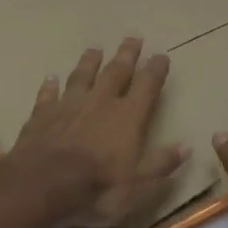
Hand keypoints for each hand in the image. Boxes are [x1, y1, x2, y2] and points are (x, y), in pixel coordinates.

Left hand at [10, 37, 187, 227]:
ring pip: (81, 77)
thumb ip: (161, 164)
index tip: (161, 55)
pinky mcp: (41, 117)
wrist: (41, 187)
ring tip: (94, 49)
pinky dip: (50, 86)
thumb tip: (186, 147)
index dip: (155, 70)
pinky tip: (51, 78)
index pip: (147, 86)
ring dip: (89, 63)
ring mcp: (68, 107)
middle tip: (133, 38)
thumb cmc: (97, 189)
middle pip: (116, 72)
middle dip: (126, 55)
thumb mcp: (138, 186)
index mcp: (128, 117)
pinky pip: (48, 96)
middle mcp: (100, 103)